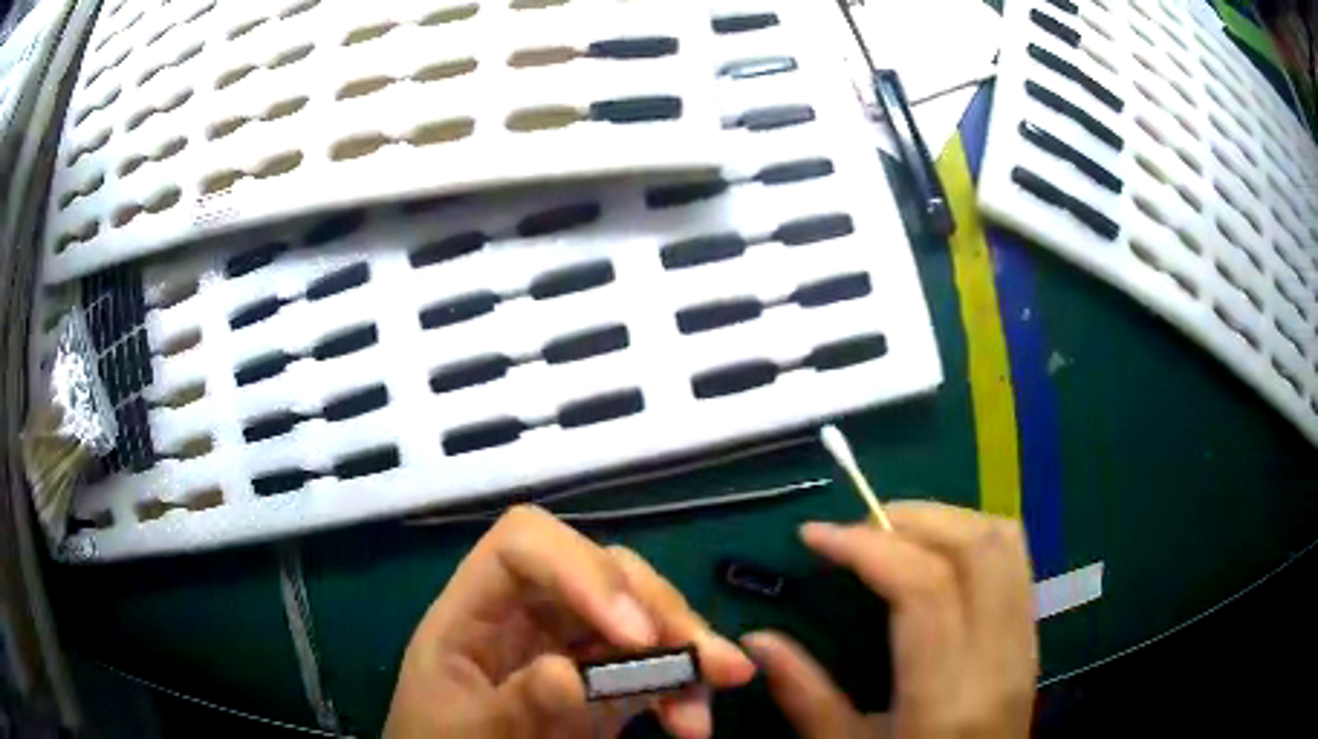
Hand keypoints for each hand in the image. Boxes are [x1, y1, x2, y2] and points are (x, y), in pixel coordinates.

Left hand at [384, 505, 755, 738]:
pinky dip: (686, 682)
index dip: (583, 569)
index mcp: (474, 608)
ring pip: (641, 611)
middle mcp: (528, 613)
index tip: (633, 633)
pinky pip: (656, 663)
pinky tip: (695, 717)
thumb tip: (570, 674)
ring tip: (726, 682)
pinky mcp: (603, 680)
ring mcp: (570, 645)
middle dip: (660, 609)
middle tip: (707, 659)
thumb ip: (513, 703)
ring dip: (689, 645)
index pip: (524, 543)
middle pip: (602, 571)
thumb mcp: (465, 729)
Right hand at [743, 502, 1036, 737]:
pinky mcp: (1032, 639)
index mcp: (946, 698)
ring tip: (894, 532)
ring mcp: (1025, 644)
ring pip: (1006, 544)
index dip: (869, 547)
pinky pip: (1016, 562)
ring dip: (948, 520)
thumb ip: (805, 697)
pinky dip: (973, 539)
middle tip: (857, 528)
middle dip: (913, 518)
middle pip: (977, 548)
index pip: (925, 589)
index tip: (816, 534)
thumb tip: (757, 639)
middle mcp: (998, 659)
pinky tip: (935, 556)